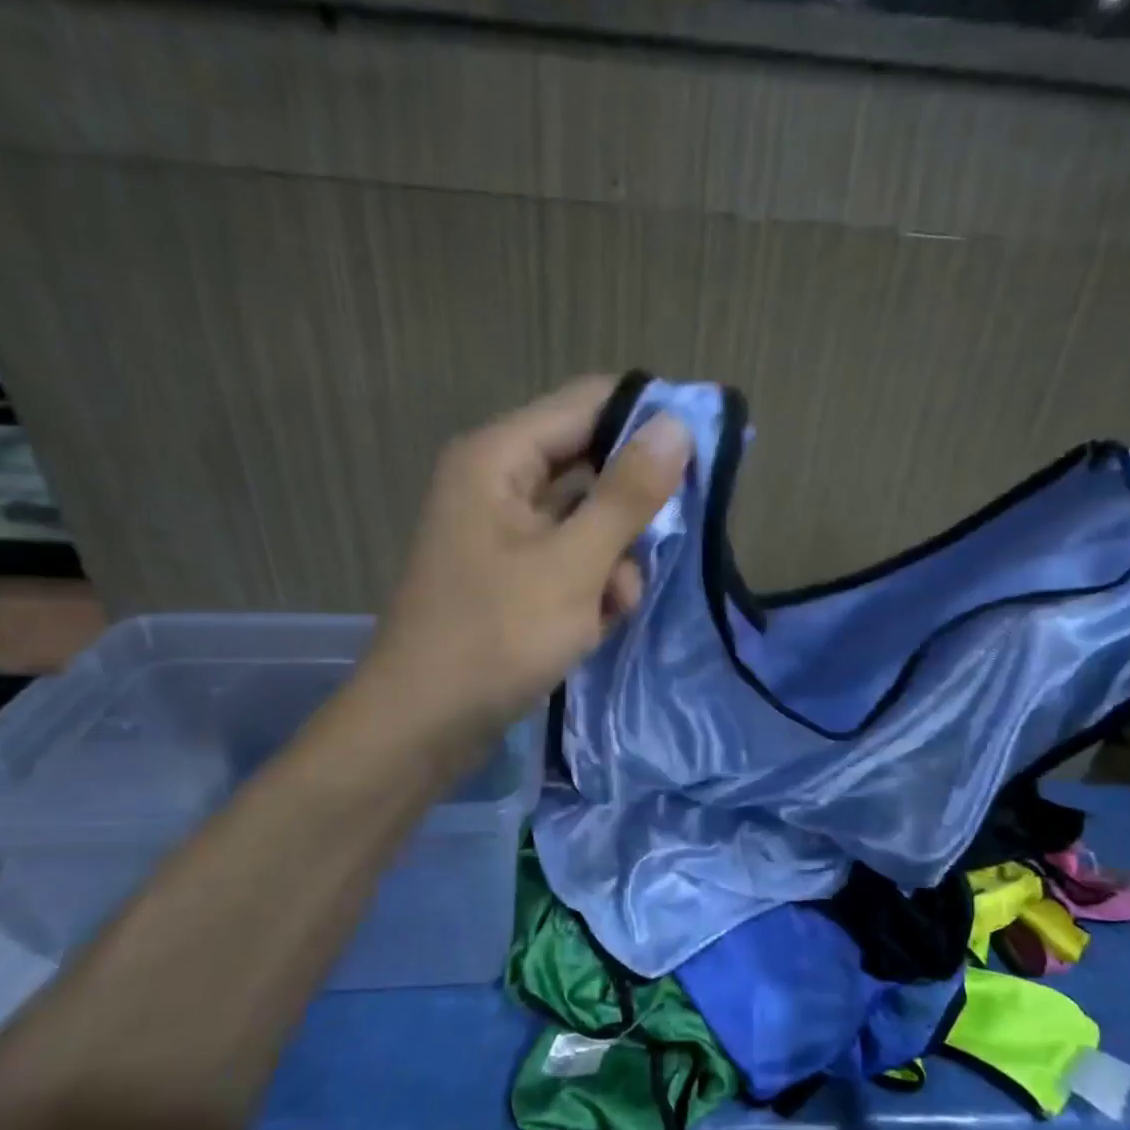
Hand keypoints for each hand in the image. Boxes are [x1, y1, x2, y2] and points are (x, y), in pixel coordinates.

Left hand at [365, 376, 691, 747]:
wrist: (424, 726)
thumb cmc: (496, 638)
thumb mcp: (574, 565)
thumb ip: (627, 495)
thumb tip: (676, 425)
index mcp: (499, 458)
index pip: (588, 404)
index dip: (648, 420)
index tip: (705, 451)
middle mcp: (497, 482)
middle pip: (589, 464)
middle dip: (630, 510)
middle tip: (662, 543)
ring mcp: (502, 532)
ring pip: (586, 519)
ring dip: (613, 559)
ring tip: (614, 604)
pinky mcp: (510, 574)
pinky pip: (569, 558)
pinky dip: (590, 586)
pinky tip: (595, 624)